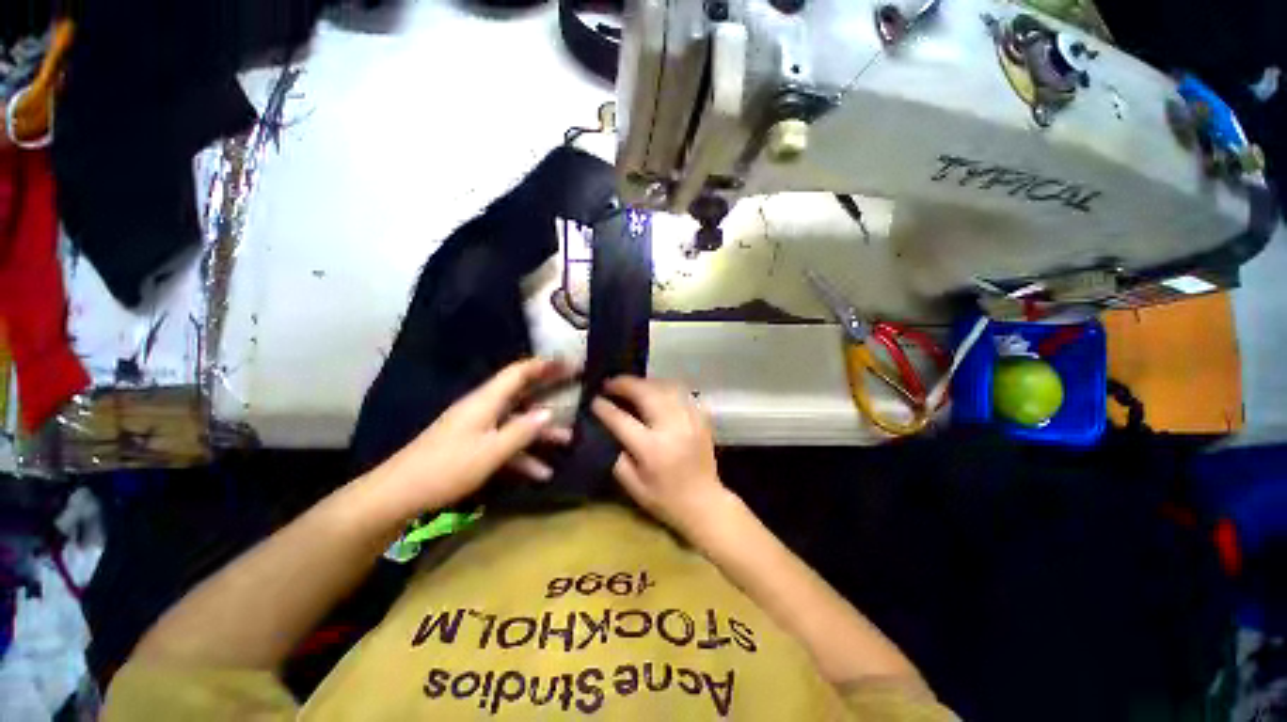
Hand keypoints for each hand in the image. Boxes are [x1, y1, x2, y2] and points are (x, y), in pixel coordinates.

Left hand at [365, 358, 572, 519]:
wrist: (398, 494)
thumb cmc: (447, 467)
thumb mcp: (491, 451)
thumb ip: (523, 430)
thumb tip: (548, 413)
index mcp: (486, 400)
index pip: (519, 372)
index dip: (544, 365)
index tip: (568, 363)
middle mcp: (484, 408)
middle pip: (522, 392)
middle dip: (549, 390)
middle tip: (575, 386)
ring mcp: (478, 427)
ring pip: (517, 421)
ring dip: (541, 431)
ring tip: (568, 439)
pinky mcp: (474, 445)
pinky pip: (505, 443)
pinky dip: (523, 455)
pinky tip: (542, 472)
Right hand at [591, 377, 731, 535]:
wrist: (704, 503)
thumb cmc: (665, 500)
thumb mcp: (633, 487)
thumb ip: (616, 457)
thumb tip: (606, 430)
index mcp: (652, 449)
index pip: (622, 419)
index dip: (605, 408)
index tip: (594, 401)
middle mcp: (672, 428)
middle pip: (645, 393)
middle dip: (624, 384)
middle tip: (610, 383)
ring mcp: (690, 419)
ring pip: (665, 387)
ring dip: (645, 382)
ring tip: (631, 386)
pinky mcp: (701, 418)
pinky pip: (681, 392)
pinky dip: (665, 388)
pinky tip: (655, 391)